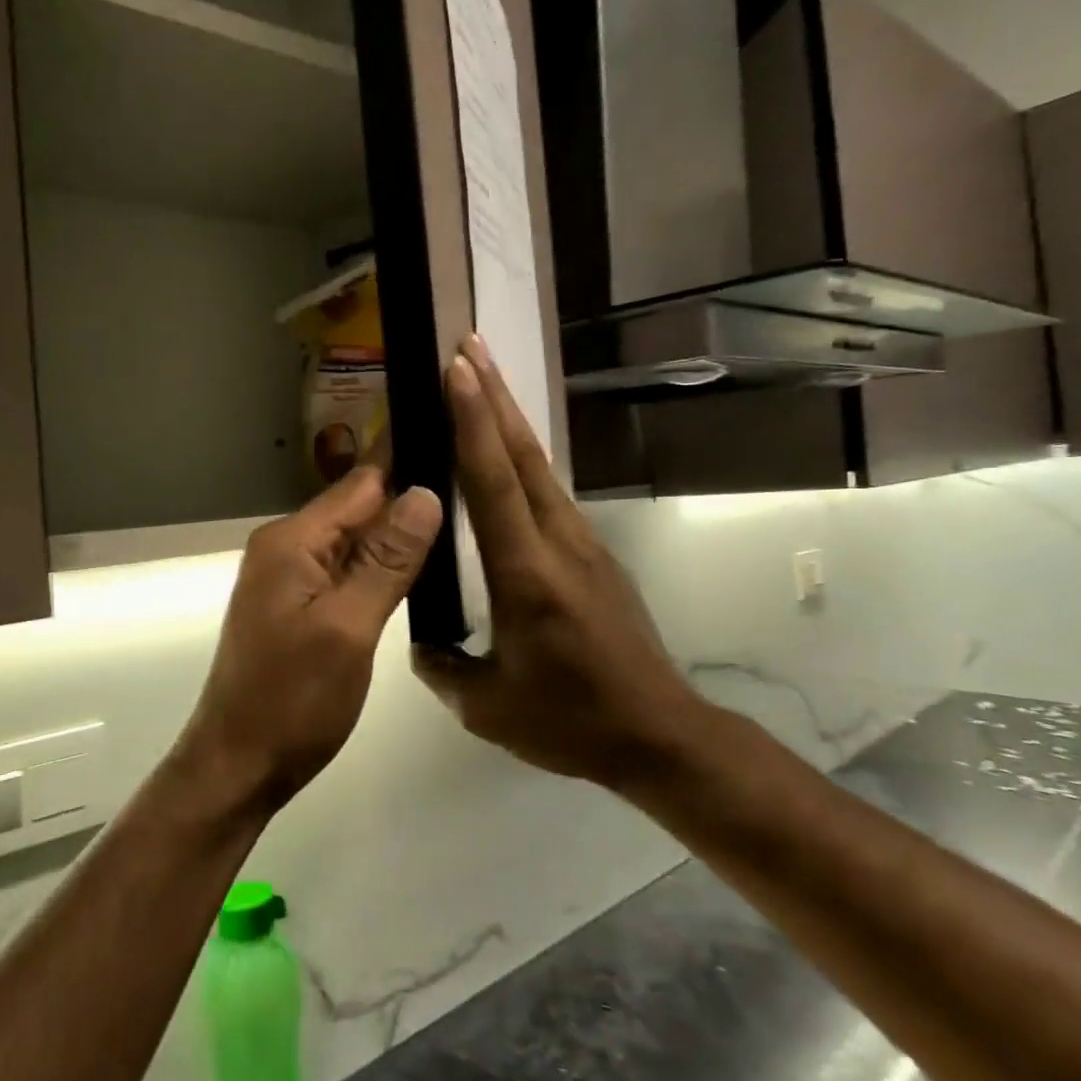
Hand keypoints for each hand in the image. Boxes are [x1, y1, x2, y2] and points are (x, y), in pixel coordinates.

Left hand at [177, 465, 443, 812]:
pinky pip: (345, 569)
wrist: (239, 764)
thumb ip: (388, 560)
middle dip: (409, 497)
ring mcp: (290, 576)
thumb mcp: (348, 628)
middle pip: (358, 507)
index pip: (362, 483)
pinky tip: (417, 566)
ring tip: (460, 518)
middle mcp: (287, 546)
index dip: (408, 463)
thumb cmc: (293, 700)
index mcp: (293, 540)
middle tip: (473, 486)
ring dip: (397, 533)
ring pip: (355, 539)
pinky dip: (379, 565)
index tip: (458, 442)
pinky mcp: (298, 603)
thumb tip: (426, 492)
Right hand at [416, 337, 703, 788]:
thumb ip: (442, 667)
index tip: (457, 369)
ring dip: (508, 420)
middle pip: (522, 455)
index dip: (473, 422)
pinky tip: (502, 458)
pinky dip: (520, 461)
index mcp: (527, 574)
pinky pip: (548, 496)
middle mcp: (558, 543)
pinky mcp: (593, 556)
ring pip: (538, 469)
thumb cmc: (571, 721)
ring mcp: (582, 545)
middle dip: (493, 395)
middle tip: (467, 346)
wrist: (661, 735)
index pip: (493, 483)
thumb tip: (419, 639)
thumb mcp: (488, 707)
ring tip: (480, 381)